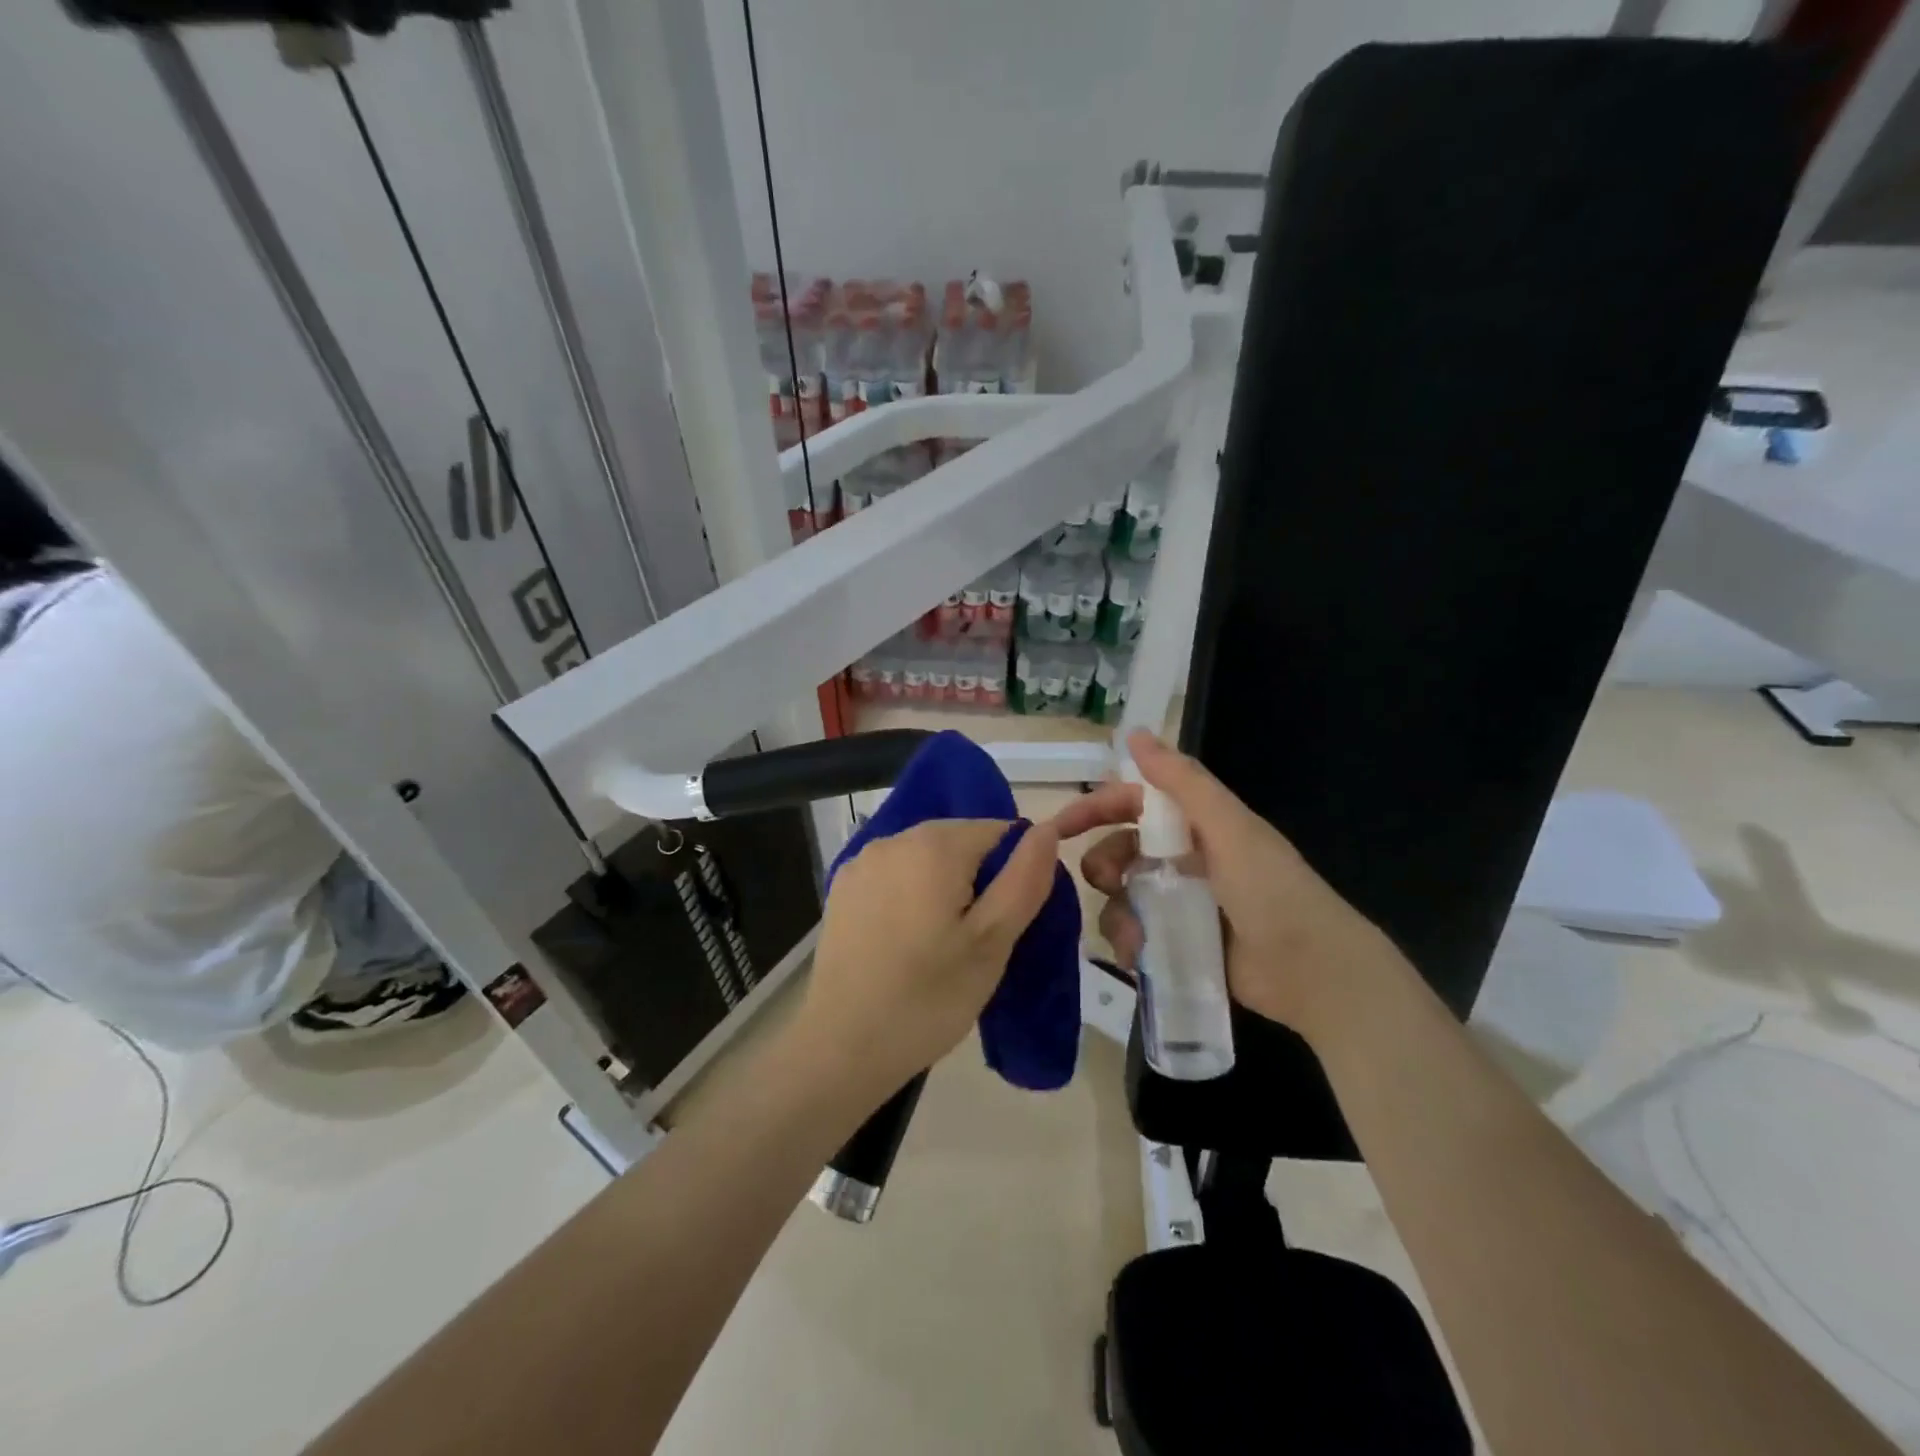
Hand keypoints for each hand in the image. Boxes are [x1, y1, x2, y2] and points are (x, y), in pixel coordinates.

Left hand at [794, 818, 1060, 1106]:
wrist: (842, 1046)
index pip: (998, 831)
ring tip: (940, 943)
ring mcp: (861, 862)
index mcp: (934, 845)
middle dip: (976, 878)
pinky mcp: (841, 888)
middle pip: (958, 840)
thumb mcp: (992, 942)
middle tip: (976, 939)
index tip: (1005, 921)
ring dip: (942, 885)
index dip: (1013, 871)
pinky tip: (903, 940)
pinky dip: (908, 894)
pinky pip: (893, 875)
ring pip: (924, 857)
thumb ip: (1024, 879)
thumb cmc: (929, 997)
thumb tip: (1047, 829)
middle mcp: (894, 838)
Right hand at [1069, 730, 1404, 1045]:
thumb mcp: (1229, 827)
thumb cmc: (1271, 890)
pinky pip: (1135, 936)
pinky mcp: (1179, 944)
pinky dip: (1129, 943)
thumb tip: (1134, 732)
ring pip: (1122, 897)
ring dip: (1116, 910)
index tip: (1059, 827)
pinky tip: (1138, 954)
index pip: (1133, 804)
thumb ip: (1182, 781)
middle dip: (1103, 863)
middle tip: (1106, 881)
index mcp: (1197, 825)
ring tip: (1132, 931)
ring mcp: (1180, 905)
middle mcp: (1184, 860)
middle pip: (1120, 851)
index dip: (1096, 808)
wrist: (1313, 972)